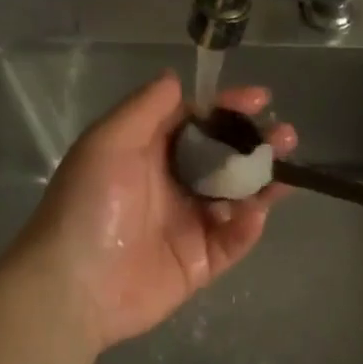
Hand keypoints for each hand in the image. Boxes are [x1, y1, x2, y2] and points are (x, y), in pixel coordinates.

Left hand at [10, 71, 295, 354]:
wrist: (74, 286)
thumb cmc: (89, 205)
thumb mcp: (108, 142)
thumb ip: (145, 108)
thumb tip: (176, 77)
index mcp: (148, 153)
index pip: (196, 121)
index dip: (227, 107)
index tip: (259, 98)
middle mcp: (172, 184)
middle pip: (224, 157)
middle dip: (255, 142)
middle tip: (284, 134)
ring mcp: (188, 224)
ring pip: (237, 196)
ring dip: (264, 180)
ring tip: (288, 166)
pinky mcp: (200, 262)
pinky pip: (234, 240)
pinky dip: (249, 225)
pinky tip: (257, 212)